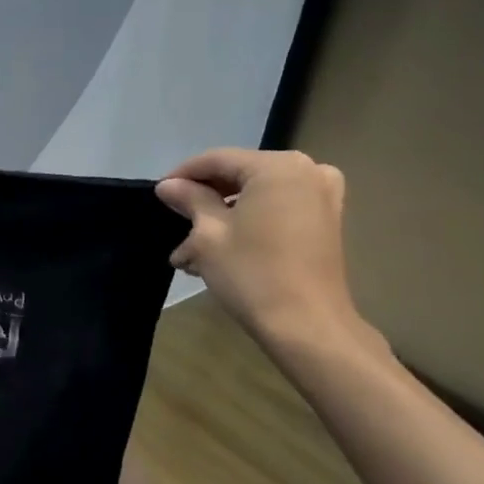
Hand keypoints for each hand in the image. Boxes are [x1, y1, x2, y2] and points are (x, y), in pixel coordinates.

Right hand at [156, 148, 368, 348]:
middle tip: (174, 221)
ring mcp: (321, 196)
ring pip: (257, 195)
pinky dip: (248, 223)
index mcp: (277, 167)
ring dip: (223, 216)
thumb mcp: (209, 234)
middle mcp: (306, 171)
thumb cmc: (251, 273)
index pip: (218, 160)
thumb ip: (190, 200)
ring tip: (190, 248)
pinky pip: (277, 210)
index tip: (158, 194)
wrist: (306, 324)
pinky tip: (221, 249)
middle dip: (204, 199)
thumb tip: (168, 185)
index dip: (183, 175)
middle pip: (240, 175)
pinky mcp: (325, 221)